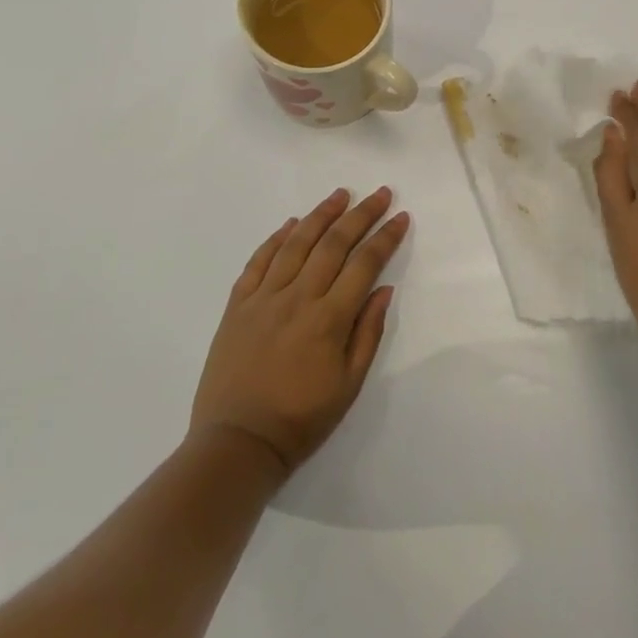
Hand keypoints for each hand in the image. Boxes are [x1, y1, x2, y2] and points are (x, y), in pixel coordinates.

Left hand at [190, 187, 407, 478]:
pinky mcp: (238, 305)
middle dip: (360, 214)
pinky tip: (292, 224)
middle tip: (379, 193)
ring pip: (296, 243)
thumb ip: (367, 333)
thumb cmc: (300, 420)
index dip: (385, 237)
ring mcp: (264, 298)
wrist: (236, 444)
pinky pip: (259, 261)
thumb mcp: (348, 386)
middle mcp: (297, 298)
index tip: (401, 216)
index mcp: (328, 319)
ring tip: (340, 195)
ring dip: (321, 215)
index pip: (364, 264)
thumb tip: (383, 289)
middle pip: (333, 244)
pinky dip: (277, 238)